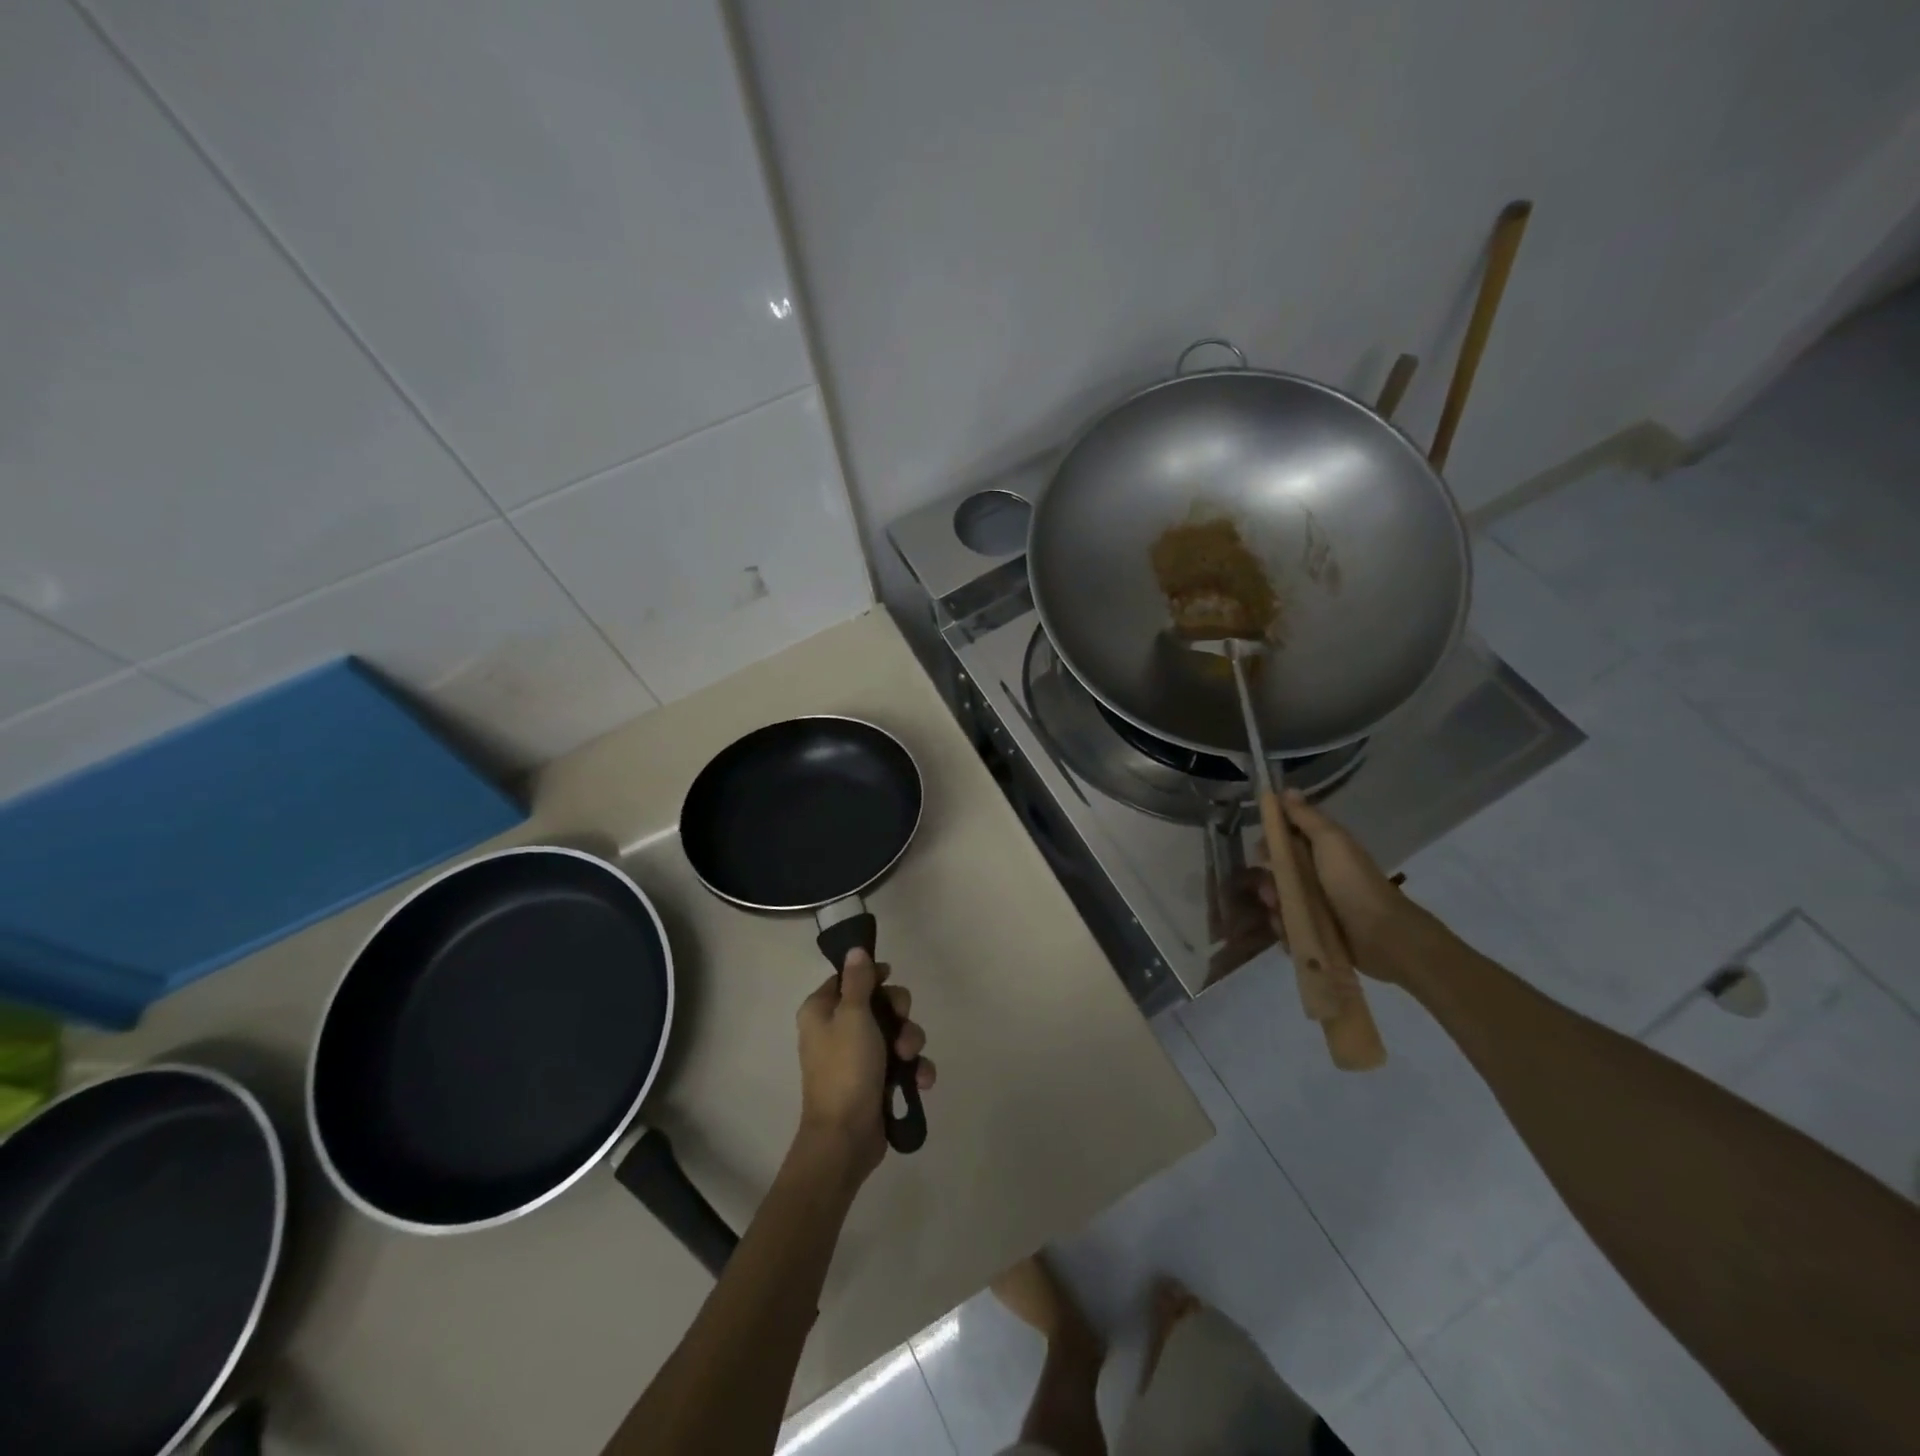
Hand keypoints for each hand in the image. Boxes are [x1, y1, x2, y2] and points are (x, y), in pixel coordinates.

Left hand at [795, 951, 934, 1179]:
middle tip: (900, 1027)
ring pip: (895, 1032)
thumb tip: (855, 949)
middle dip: (899, 1014)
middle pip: (879, 1003)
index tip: (889, 979)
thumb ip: (859, 981)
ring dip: (910, 1042)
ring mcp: (858, 1057)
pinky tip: (922, 1081)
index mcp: (822, 1011)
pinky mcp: (876, 1082)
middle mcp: (837, 1030)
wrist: (845, 1138)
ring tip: (909, 1060)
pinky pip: (902, 1063)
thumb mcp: (854, 1016)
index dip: (874, 977)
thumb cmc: (846, 1069)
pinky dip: (914, 1069)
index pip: (850, 978)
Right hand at [1256, 790, 1416, 981]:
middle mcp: (1318, 875)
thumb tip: (1286, 789)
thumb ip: (1306, 817)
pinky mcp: (1314, 932)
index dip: (1271, 840)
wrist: (1382, 936)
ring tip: (1276, 910)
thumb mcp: (1330, 841)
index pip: (1287, 838)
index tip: (1260, 849)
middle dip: (1267, 876)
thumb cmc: (1352, 882)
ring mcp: (1316, 905)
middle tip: (1268, 886)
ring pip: (1280, 898)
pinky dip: (1282, 927)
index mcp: (1323, 850)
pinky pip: (1287, 925)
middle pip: (1279, 870)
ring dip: (1272, 903)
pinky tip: (1285, 929)